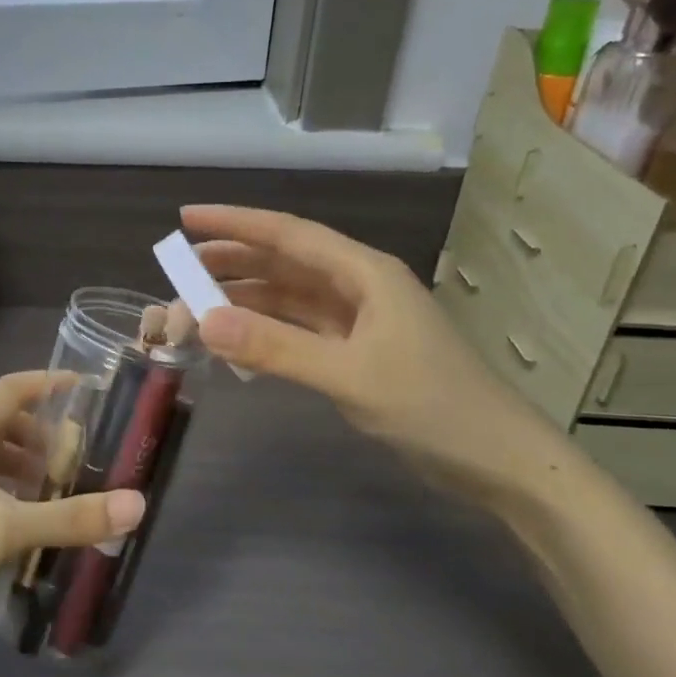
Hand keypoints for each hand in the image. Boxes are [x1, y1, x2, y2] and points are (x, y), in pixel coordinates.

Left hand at [0, 371, 145, 654]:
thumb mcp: (8, 530)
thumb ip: (72, 517)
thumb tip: (137, 504)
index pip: (8, 390)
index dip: (46, 382)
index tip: (85, 387)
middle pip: (1, 423)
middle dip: (41, 432)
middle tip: (77, 452)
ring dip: (26, 463)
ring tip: (60, 484)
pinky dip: (11, 490)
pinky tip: (31, 517)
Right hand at [183, 204, 569, 513]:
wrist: (496, 459)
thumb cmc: (431, 407)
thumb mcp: (350, 375)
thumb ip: (276, 348)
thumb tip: (204, 322)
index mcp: (365, 273)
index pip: (289, 235)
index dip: (236, 223)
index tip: (187, 217)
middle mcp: (360, 287)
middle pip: (286, 262)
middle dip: (233, 260)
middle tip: (179, 267)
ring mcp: (360, 321)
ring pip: (290, 297)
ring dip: (246, 297)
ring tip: (196, 302)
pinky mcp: (358, 352)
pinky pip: (300, 329)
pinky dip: (267, 331)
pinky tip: (238, 339)